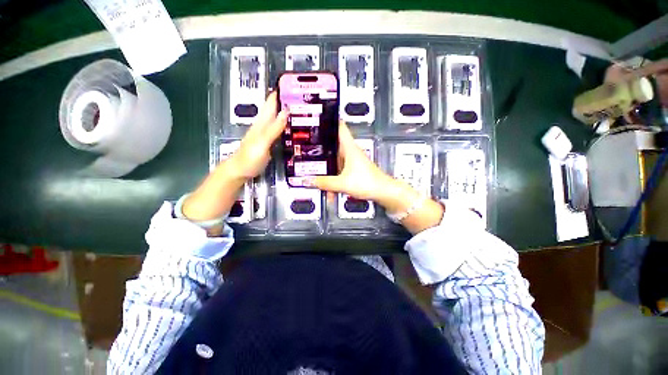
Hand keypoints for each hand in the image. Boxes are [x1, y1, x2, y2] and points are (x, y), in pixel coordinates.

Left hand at [182, 93, 285, 224]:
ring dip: (283, 112)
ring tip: (296, 108)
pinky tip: (288, 127)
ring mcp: (264, 134)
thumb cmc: (250, 157)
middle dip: (283, 101)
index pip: (270, 104)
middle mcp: (262, 126)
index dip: (278, 94)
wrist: (239, 171)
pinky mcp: (266, 142)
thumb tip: (285, 111)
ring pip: (275, 119)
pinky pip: (276, 129)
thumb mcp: (263, 142)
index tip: (290, 84)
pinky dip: (283, 125)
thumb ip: (274, 128)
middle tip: (298, 96)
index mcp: (261, 123)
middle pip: (273, 110)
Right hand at [313, 121, 444, 233]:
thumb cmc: (367, 182)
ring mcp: (353, 161)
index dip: (329, 120)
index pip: (339, 127)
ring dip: (327, 167)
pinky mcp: (354, 169)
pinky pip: (340, 170)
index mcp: (349, 148)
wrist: (384, 192)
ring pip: (336, 160)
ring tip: (314, 173)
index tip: (316, 118)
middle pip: (333, 144)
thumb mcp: (343, 183)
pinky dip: (334, 177)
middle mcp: (351, 151)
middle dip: (321, 147)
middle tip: (306, 147)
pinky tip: (329, 188)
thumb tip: (309, 181)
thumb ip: (325, 183)